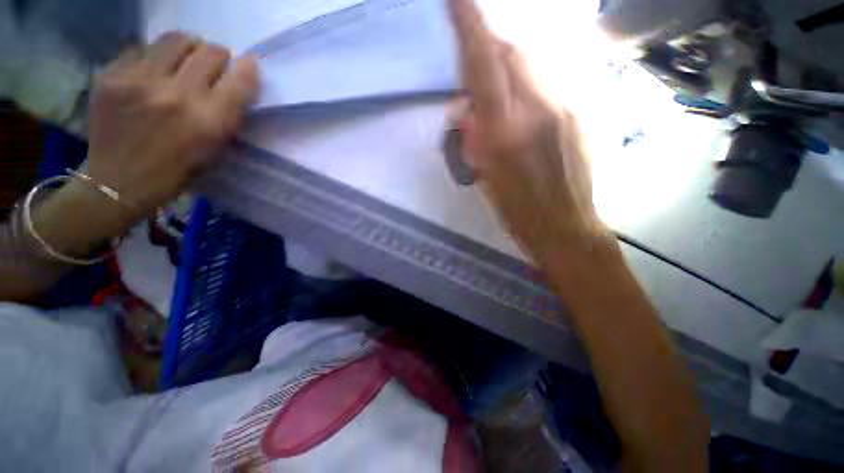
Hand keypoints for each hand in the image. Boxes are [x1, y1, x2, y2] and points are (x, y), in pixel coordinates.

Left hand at [86, 32, 257, 219]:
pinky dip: (154, 58)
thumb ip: (227, 114)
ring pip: (176, 39)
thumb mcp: (216, 148)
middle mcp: (177, 95)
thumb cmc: (178, 171)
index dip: (247, 68)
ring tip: (182, 63)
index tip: (246, 66)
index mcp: (209, 121)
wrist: (119, 182)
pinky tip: (150, 75)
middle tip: (213, 66)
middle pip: (210, 51)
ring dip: (188, 49)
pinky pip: (142, 48)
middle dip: (218, 56)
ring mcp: (139, 80)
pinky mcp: (111, 75)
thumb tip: (233, 81)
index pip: (240, 78)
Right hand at [448, 0, 600, 261]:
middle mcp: (539, 109)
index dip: (470, 28)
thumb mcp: (485, 177)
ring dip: (510, 69)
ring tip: (501, 100)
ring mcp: (566, 107)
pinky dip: (529, 85)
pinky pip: (549, 81)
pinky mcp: (581, 112)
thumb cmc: (518, 210)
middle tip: (476, 73)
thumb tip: (465, 108)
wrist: (565, 225)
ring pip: (533, 64)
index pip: (486, 67)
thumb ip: (474, 137)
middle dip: (490, 50)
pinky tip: (526, 112)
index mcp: (507, 133)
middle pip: (513, 53)